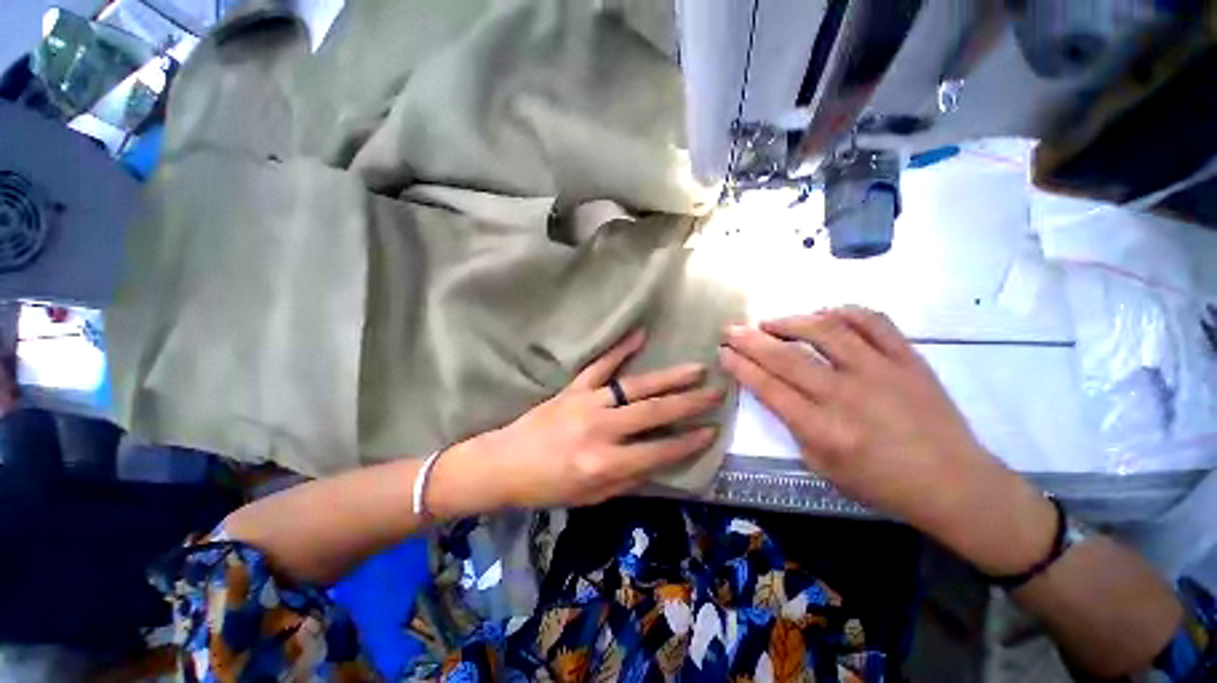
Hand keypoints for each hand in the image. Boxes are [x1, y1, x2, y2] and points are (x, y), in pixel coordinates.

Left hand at [432, 330, 721, 512]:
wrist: (503, 464)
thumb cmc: (547, 487)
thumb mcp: (591, 497)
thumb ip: (629, 479)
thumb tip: (661, 460)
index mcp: (605, 464)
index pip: (659, 452)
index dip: (689, 443)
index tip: (712, 430)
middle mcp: (601, 429)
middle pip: (654, 413)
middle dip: (689, 404)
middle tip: (716, 393)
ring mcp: (587, 402)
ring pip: (635, 386)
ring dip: (668, 378)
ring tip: (696, 369)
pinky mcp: (574, 388)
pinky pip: (601, 365)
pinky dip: (621, 349)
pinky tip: (641, 335)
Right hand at [719, 307, 1056, 574]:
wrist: (954, 483)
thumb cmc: (882, 484)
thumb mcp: (823, 468)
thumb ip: (793, 427)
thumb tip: (773, 390)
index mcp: (824, 430)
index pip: (767, 387)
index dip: (739, 366)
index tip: (723, 351)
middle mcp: (847, 395)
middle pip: (786, 357)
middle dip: (750, 340)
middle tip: (731, 329)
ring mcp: (881, 372)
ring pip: (825, 331)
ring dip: (789, 321)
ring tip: (770, 321)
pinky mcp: (909, 359)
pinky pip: (873, 322)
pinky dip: (844, 311)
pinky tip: (824, 313)